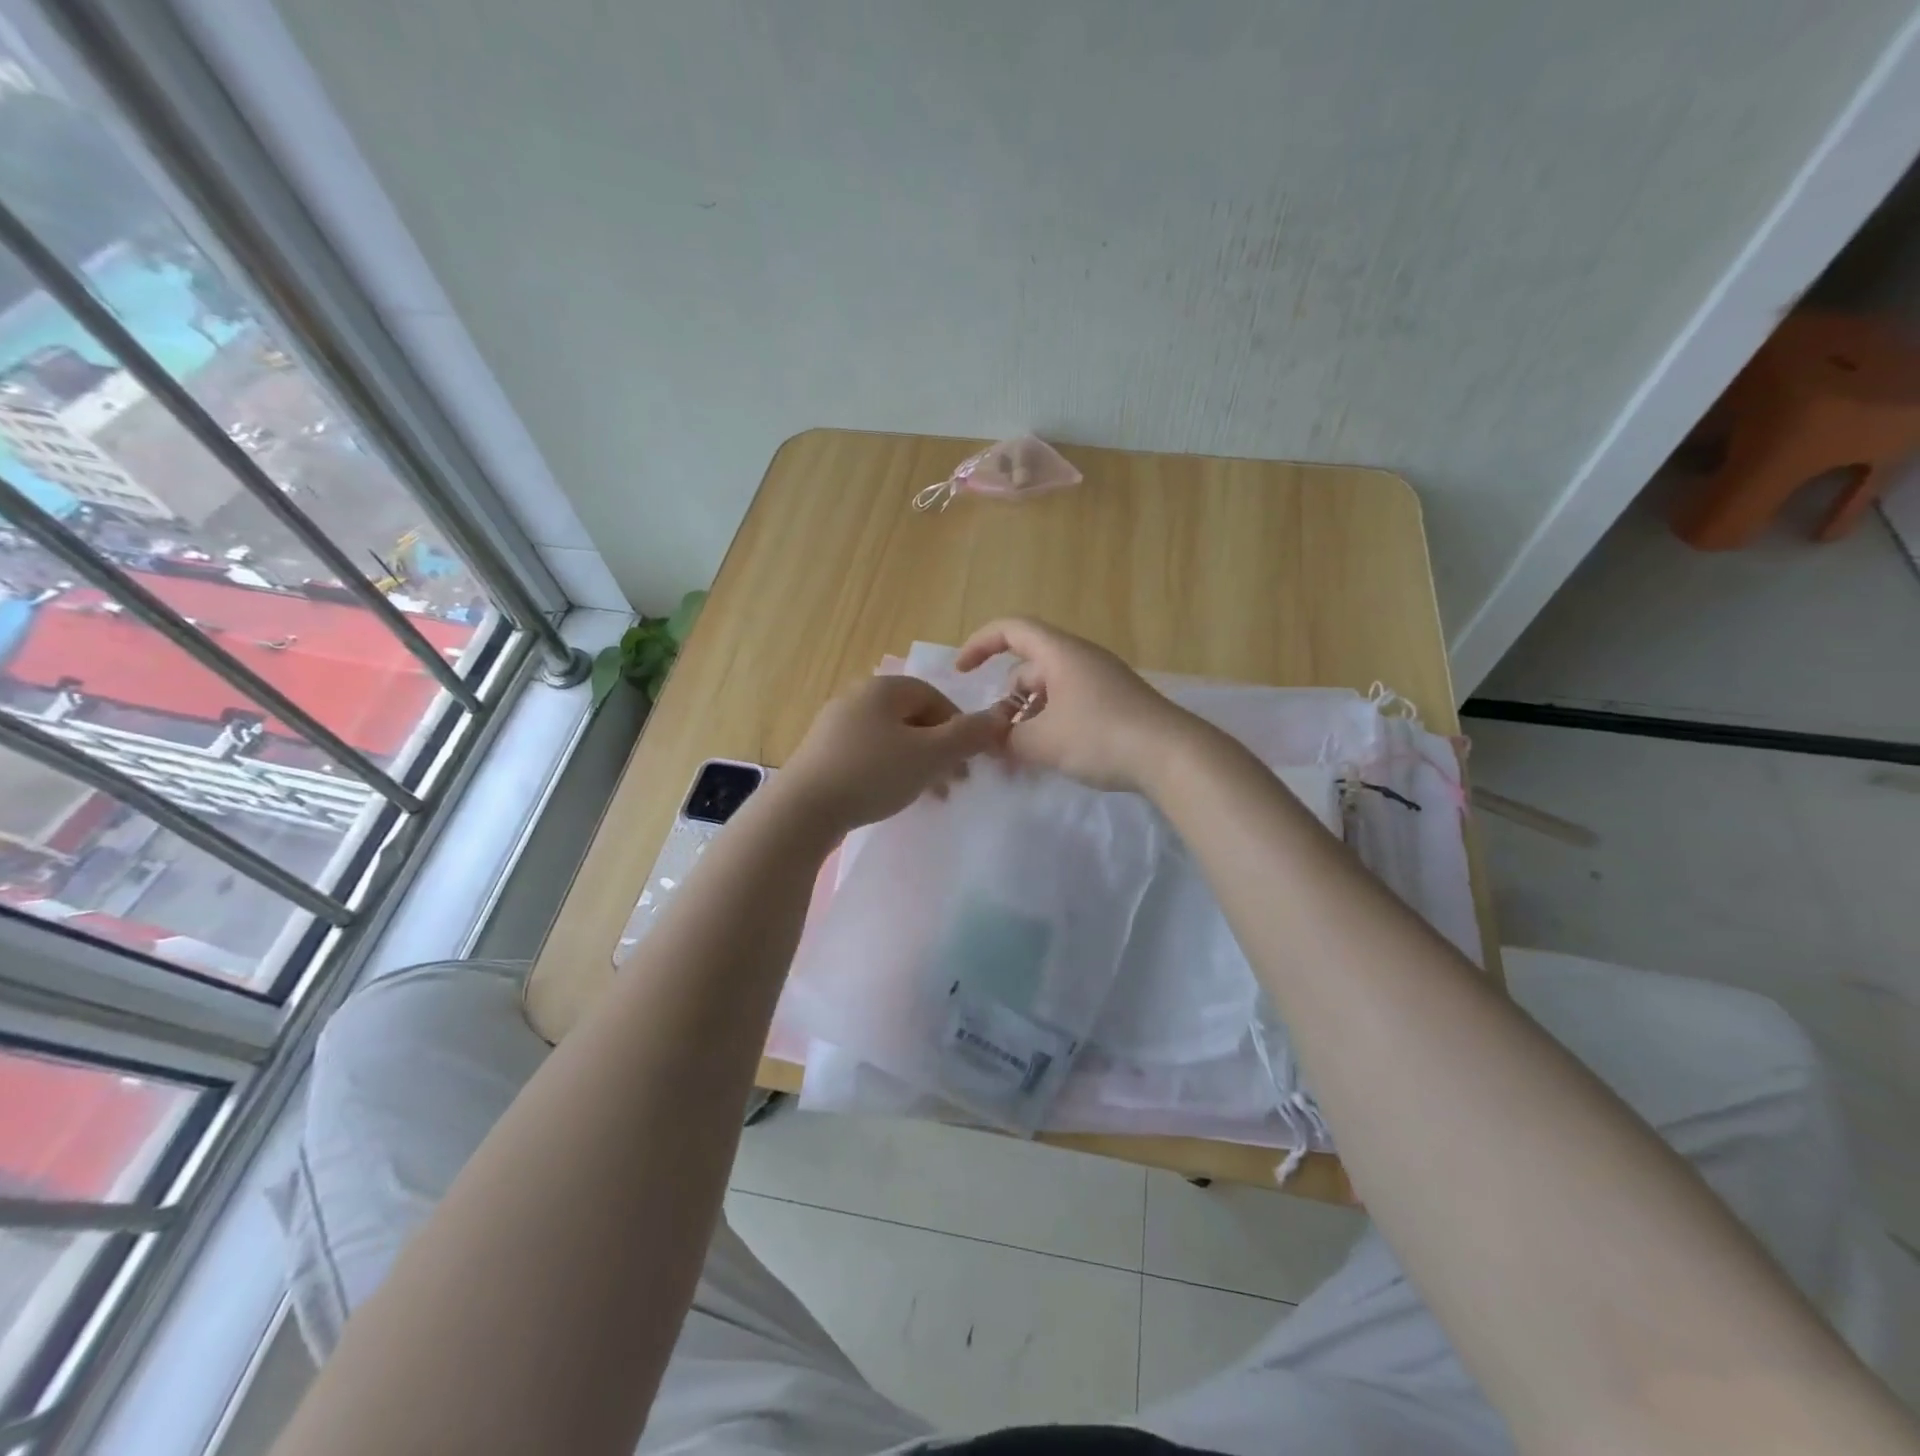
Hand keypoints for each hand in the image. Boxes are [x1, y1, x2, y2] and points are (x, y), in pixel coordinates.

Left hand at [777, 675, 1011, 833]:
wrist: (803, 810)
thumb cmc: (873, 773)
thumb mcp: (931, 755)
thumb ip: (969, 736)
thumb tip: (1001, 718)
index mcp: (883, 688)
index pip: (934, 696)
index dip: (959, 725)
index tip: (970, 758)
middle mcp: (857, 698)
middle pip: (913, 718)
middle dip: (940, 748)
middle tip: (955, 782)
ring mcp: (835, 726)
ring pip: (891, 739)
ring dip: (918, 763)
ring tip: (930, 795)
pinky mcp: (822, 754)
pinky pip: (868, 754)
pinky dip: (889, 770)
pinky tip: (893, 796)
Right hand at [953, 617, 1192, 791]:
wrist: (1173, 756)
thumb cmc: (1100, 736)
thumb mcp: (1041, 741)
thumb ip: (1006, 739)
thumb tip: (991, 740)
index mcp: (1060, 653)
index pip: (1011, 630)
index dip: (980, 644)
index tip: (961, 672)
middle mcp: (1081, 660)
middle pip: (1030, 667)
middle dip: (1007, 700)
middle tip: (996, 736)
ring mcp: (1102, 682)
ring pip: (1051, 691)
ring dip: (1029, 718)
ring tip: (1021, 756)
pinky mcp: (1117, 705)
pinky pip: (1072, 705)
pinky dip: (1053, 724)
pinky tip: (1051, 757)